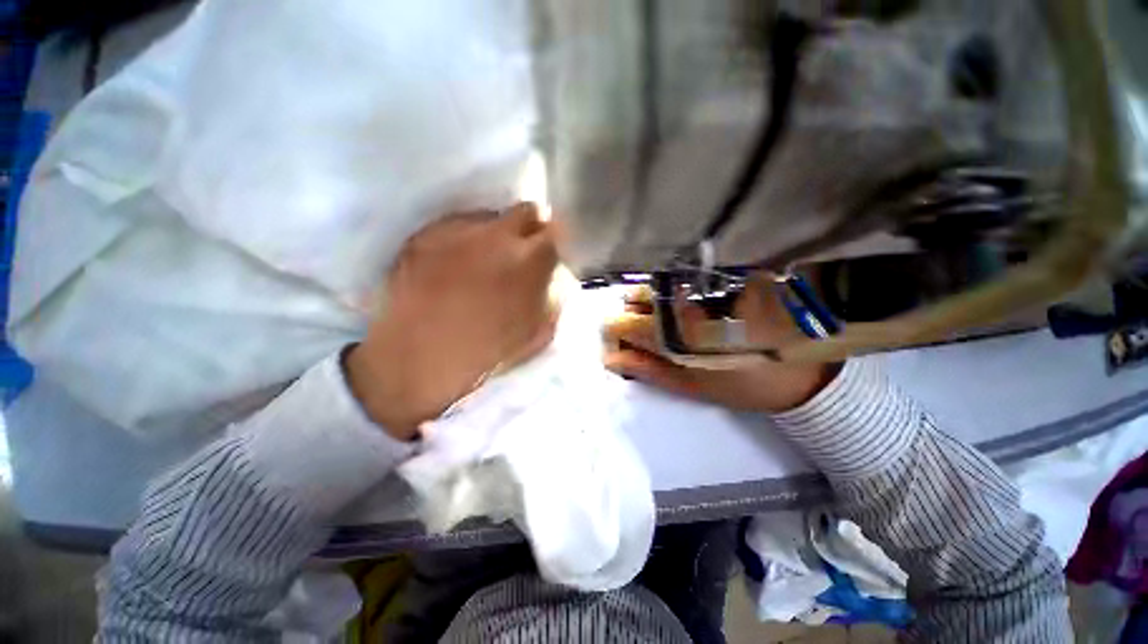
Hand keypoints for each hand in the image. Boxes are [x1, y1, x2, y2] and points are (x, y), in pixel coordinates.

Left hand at [346, 203, 558, 439]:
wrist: (418, 362)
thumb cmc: (487, 354)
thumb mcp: (539, 334)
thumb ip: (554, 298)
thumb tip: (555, 278)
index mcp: (529, 262)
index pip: (556, 230)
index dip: (555, 242)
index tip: (550, 253)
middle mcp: (495, 236)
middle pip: (526, 210)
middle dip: (530, 228)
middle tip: (522, 252)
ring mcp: (456, 231)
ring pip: (490, 217)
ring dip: (496, 234)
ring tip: (484, 262)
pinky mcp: (425, 235)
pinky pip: (456, 226)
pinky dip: (464, 240)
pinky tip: (454, 266)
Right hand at [603, 276, 838, 413]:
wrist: (806, 365)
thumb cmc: (745, 382)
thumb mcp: (693, 385)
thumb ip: (650, 370)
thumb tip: (612, 358)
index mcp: (674, 333)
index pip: (620, 324)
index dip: (614, 335)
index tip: (622, 345)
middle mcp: (684, 300)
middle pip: (634, 298)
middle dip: (633, 316)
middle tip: (650, 334)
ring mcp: (703, 284)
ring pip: (655, 285)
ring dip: (651, 302)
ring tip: (668, 319)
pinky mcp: (721, 276)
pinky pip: (679, 278)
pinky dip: (670, 291)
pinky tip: (685, 305)